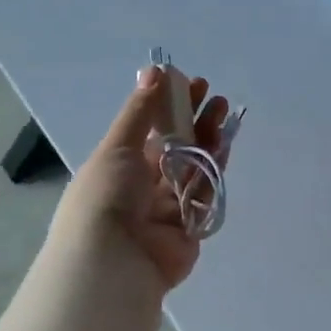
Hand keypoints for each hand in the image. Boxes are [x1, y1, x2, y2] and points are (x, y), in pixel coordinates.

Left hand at [52, 67, 232, 290]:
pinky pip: (205, 193)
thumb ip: (140, 111)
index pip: (149, 131)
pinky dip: (215, 168)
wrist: (114, 260)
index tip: (190, 83)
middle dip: (194, 121)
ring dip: (208, 139)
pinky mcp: (190, 226)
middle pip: (175, 148)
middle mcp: (143, 186)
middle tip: (214, 96)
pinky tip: (225, 142)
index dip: (168, 107)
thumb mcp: (117, 146)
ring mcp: (168, 207)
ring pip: (193, 167)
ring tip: (224, 111)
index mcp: (119, 166)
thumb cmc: (105, 197)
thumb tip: (155, 70)